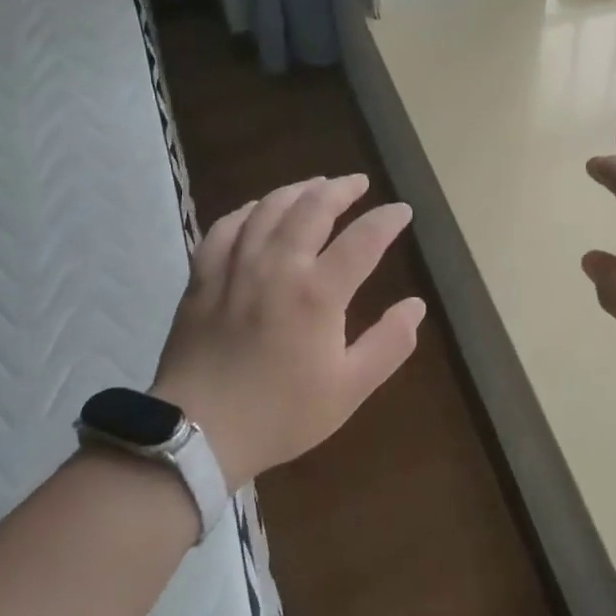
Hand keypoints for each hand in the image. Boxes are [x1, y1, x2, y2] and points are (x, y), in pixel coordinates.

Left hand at [150, 174, 425, 489]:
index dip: (387, 220)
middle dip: (341, 189)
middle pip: (312, 208)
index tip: (402, 211)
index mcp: (318, 292)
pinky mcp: (203, 277)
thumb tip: (416, 305)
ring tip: (315, 185)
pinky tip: (257, 210)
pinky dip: (247, 210)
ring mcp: (235, 267)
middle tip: (358, 183)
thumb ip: (389, 343)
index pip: (363, 239)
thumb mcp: (350, 388)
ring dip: (297, 190)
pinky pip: (224, 227)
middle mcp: (278, 266)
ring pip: (268, 209)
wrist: (199, 432)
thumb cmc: (282, 413)